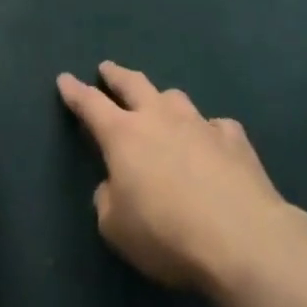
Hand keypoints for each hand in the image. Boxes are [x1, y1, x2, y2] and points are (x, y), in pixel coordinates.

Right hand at [58, 61, 306, 292]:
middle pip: (133, 84)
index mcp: (123, 135)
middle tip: (107, 68)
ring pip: (175, 98)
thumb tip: (115, 186)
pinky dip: (209, 130)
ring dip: (163, 99)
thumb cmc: (166, 233)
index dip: (75, 91)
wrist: (242, 238)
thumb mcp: (116, 228)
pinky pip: (217, 126)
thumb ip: (108, 200)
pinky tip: (213, 141)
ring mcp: (200, 124)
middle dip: (116, 75)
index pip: (90, 104)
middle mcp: (159, 118)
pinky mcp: (235, 140)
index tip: (65, 78)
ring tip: (161, 103)